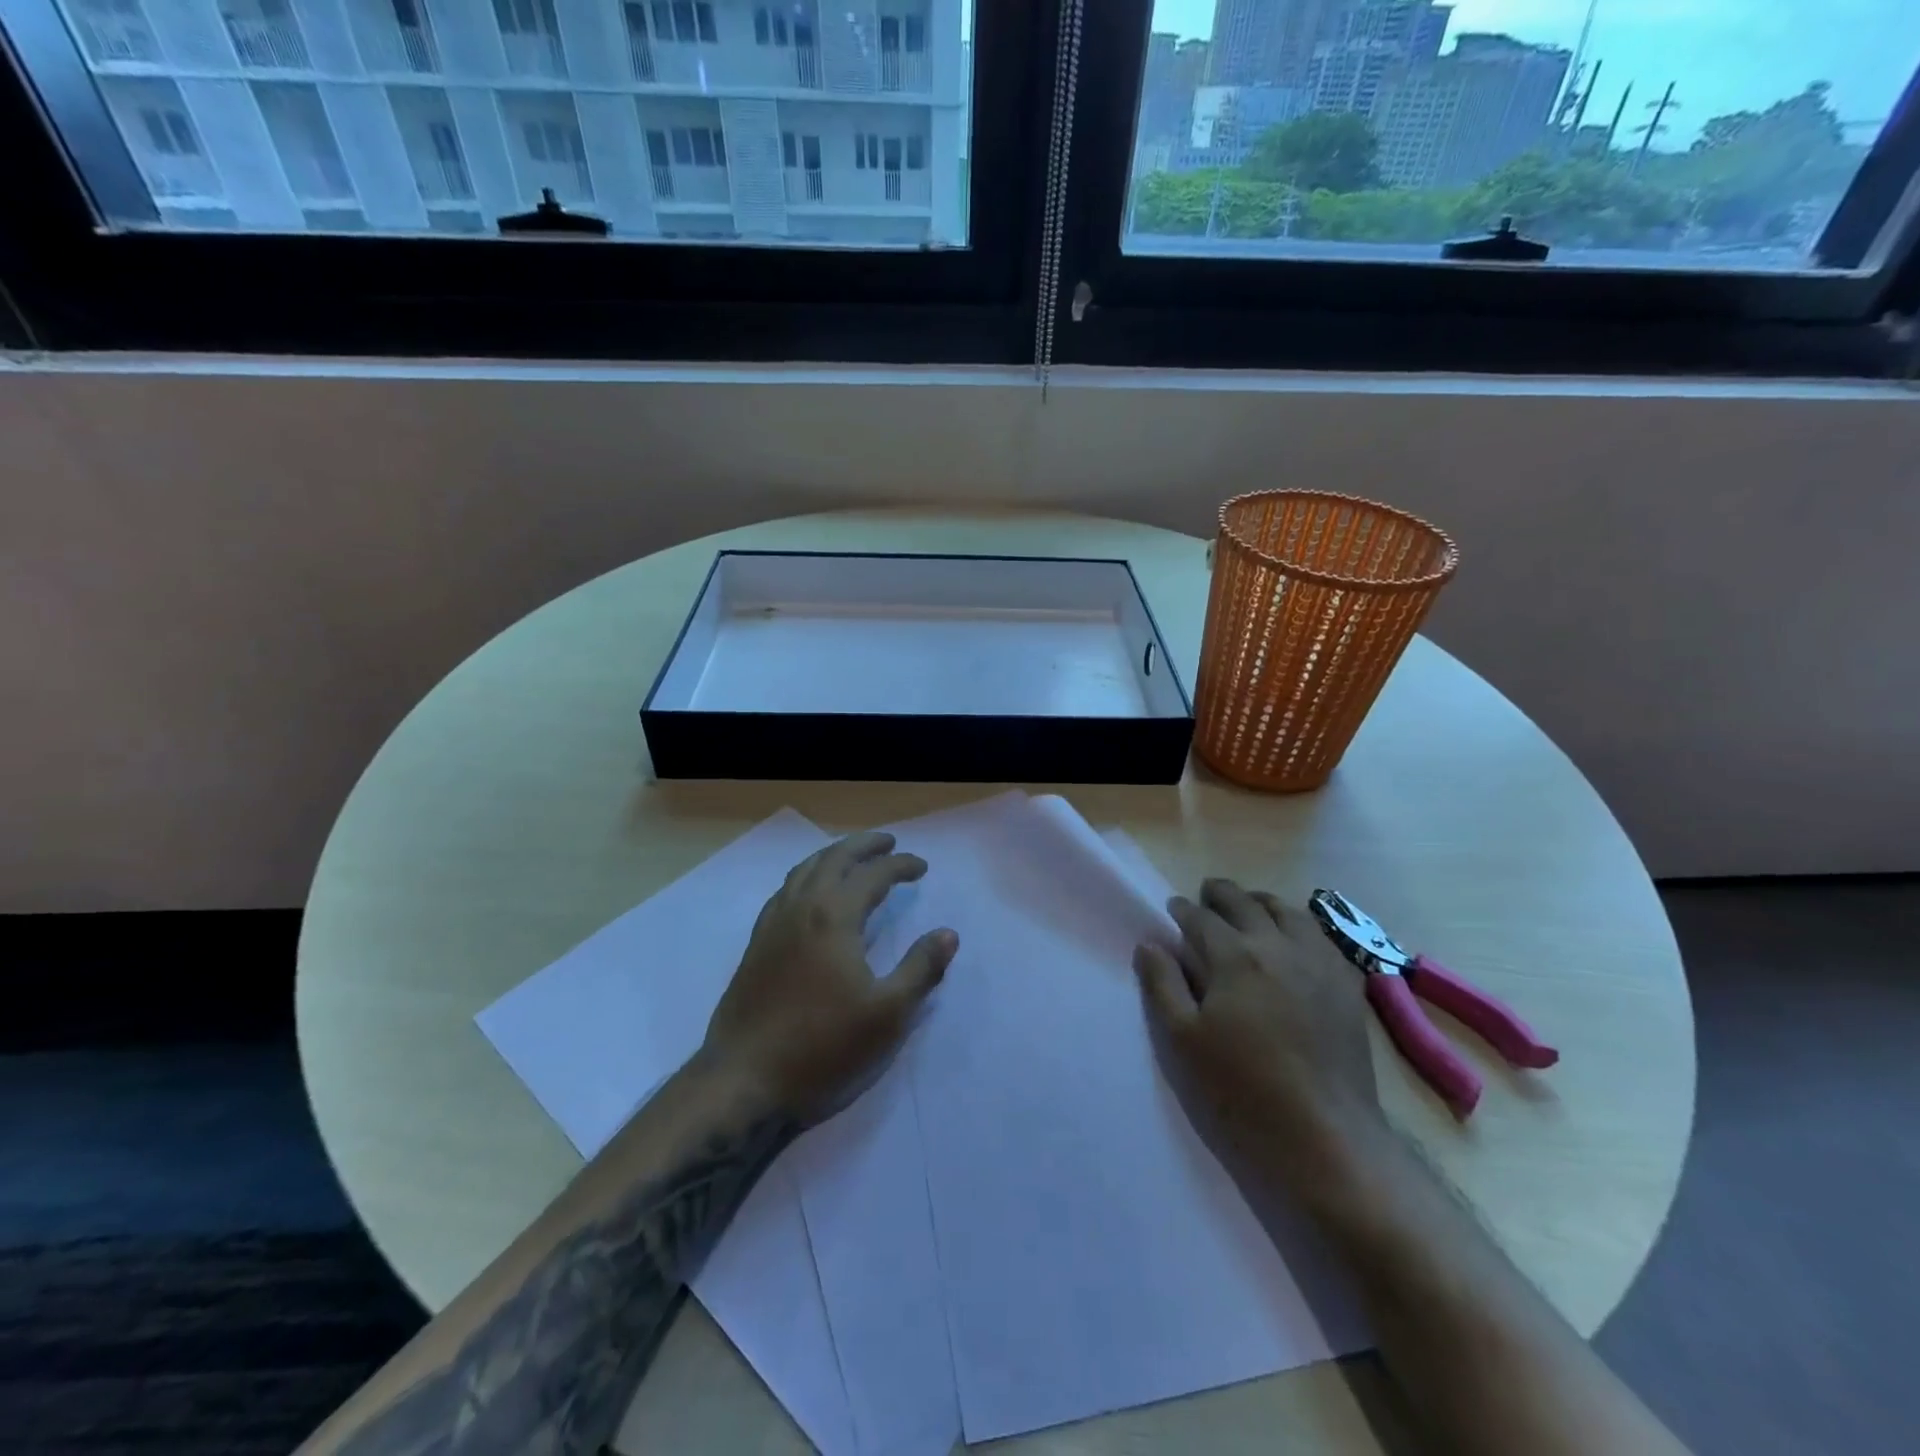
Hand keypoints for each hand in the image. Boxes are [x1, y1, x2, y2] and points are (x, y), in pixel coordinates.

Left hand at [702, 832, 957, 1125]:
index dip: (900, 865)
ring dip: (833, 855)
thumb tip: (948, 934)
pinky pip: (784, 890)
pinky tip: (811, 893)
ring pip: (804, 870)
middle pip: (834, 858)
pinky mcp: (756, 944)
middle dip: (865, 845)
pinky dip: (806, 876)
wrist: (745, 1081)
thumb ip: (921, 969)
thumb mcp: (888, 1014)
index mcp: (834, 918)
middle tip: (889, 843)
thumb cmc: (823, 1048)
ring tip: (853, 857)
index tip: (922, 868)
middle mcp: (801, 908)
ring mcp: (773, 924)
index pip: (873, 875)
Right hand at [1134, 878, 1381, 1159]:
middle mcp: (1279, 947)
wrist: (1325, 1138)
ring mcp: (1320, 964)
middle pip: (1246, 903)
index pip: (1202, 918)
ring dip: (1261, 902)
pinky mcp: (1347, 987)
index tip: (1172, 909)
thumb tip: (1150, 944)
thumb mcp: (1182, 1040)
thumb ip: (1162, 985)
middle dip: (1221, 894)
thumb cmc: (1241, 1090)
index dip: (1183, 910)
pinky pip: (1322, 938)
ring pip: (1288, 912)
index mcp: (1235, 957)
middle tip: (1206, 896)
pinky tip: (1294, 938)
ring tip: (1249, 906)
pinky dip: (1299, 925)